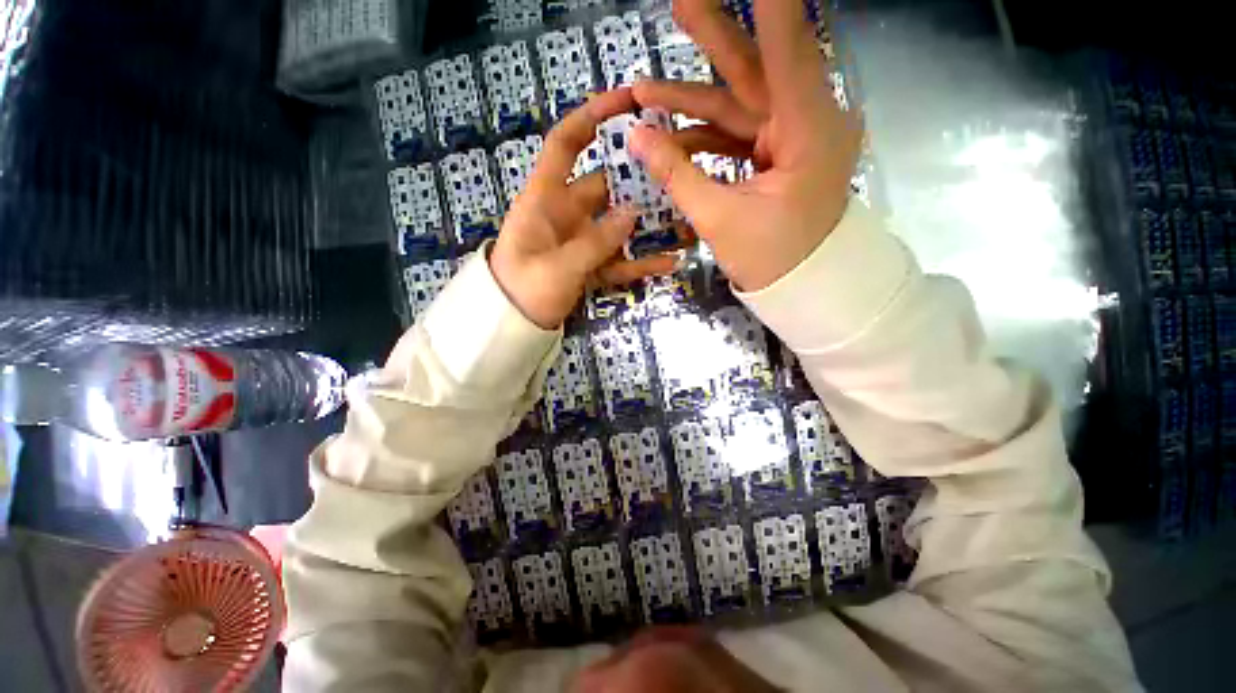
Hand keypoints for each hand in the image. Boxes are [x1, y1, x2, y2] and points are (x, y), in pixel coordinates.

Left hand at [490, 88, 677, 328]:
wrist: (512, 327)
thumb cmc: (523, 291)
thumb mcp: (557, 267)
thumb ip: (595, 241)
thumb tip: (634, 213)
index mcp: (545, 200)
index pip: (565, 145)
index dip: (591, 119)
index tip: (627, 102)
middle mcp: (565, 214)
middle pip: (605, 188)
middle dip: (638, 184)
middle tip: (677, 180)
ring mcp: (580, 242)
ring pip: (618, 227)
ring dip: (648, 227)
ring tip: (684, 225)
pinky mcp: (589, 266)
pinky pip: (618, 260)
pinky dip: (640, 262)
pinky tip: (669, 263)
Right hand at [629, 0, 862, 291]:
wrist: (802, 285)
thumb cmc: (771, 259)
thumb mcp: (719, 219)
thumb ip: (677, 174)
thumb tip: (636, 136)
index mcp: (807, 131)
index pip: (786, 49)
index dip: (768, 8)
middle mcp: (805, 121)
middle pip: (755, 68)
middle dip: (713, 36)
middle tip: (679, 1)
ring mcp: (790, 136)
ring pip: (737, 102)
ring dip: (690, 99)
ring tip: (642, 88)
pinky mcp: (776, 152)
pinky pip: (734, 134)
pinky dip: (701, 136)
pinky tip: (667, 137)